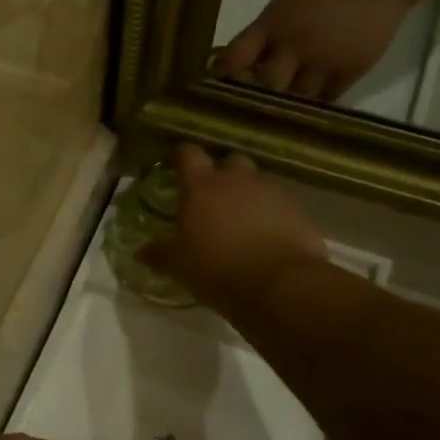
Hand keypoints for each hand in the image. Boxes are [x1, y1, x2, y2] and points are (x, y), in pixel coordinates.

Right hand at [138, 145, 327, 316]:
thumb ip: (160, 254)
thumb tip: (140, 252)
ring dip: (248, 196)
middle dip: (222, 174)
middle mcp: (237, 180)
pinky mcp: (298, 211)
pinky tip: (266, 238)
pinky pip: (280, 205)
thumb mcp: (179, 266)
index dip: (181, 156)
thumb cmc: (216, 269)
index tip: (175, 164)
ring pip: (257, 183)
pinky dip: (272, 215)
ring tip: (241, 222)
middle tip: (213, 197)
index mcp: (201, 187)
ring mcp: (271, 193)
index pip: (188, 154)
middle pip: (230, 161)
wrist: (279, 285)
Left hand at [215, 0, 425, 99]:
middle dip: (254, 101)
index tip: (212, 91)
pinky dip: (311, 110)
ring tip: (272, 124)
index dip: (223, 76)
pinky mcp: (350, 72)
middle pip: (267, 85)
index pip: (236, 56)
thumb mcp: (282, 6)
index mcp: (272, 25)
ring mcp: (324, 61)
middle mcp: (295, 45)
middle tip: (242, 116)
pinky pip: (325, 101)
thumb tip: (233, 66)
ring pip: (296, 100)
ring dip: (284, 111)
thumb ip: (260, 37)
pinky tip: (302, 117)